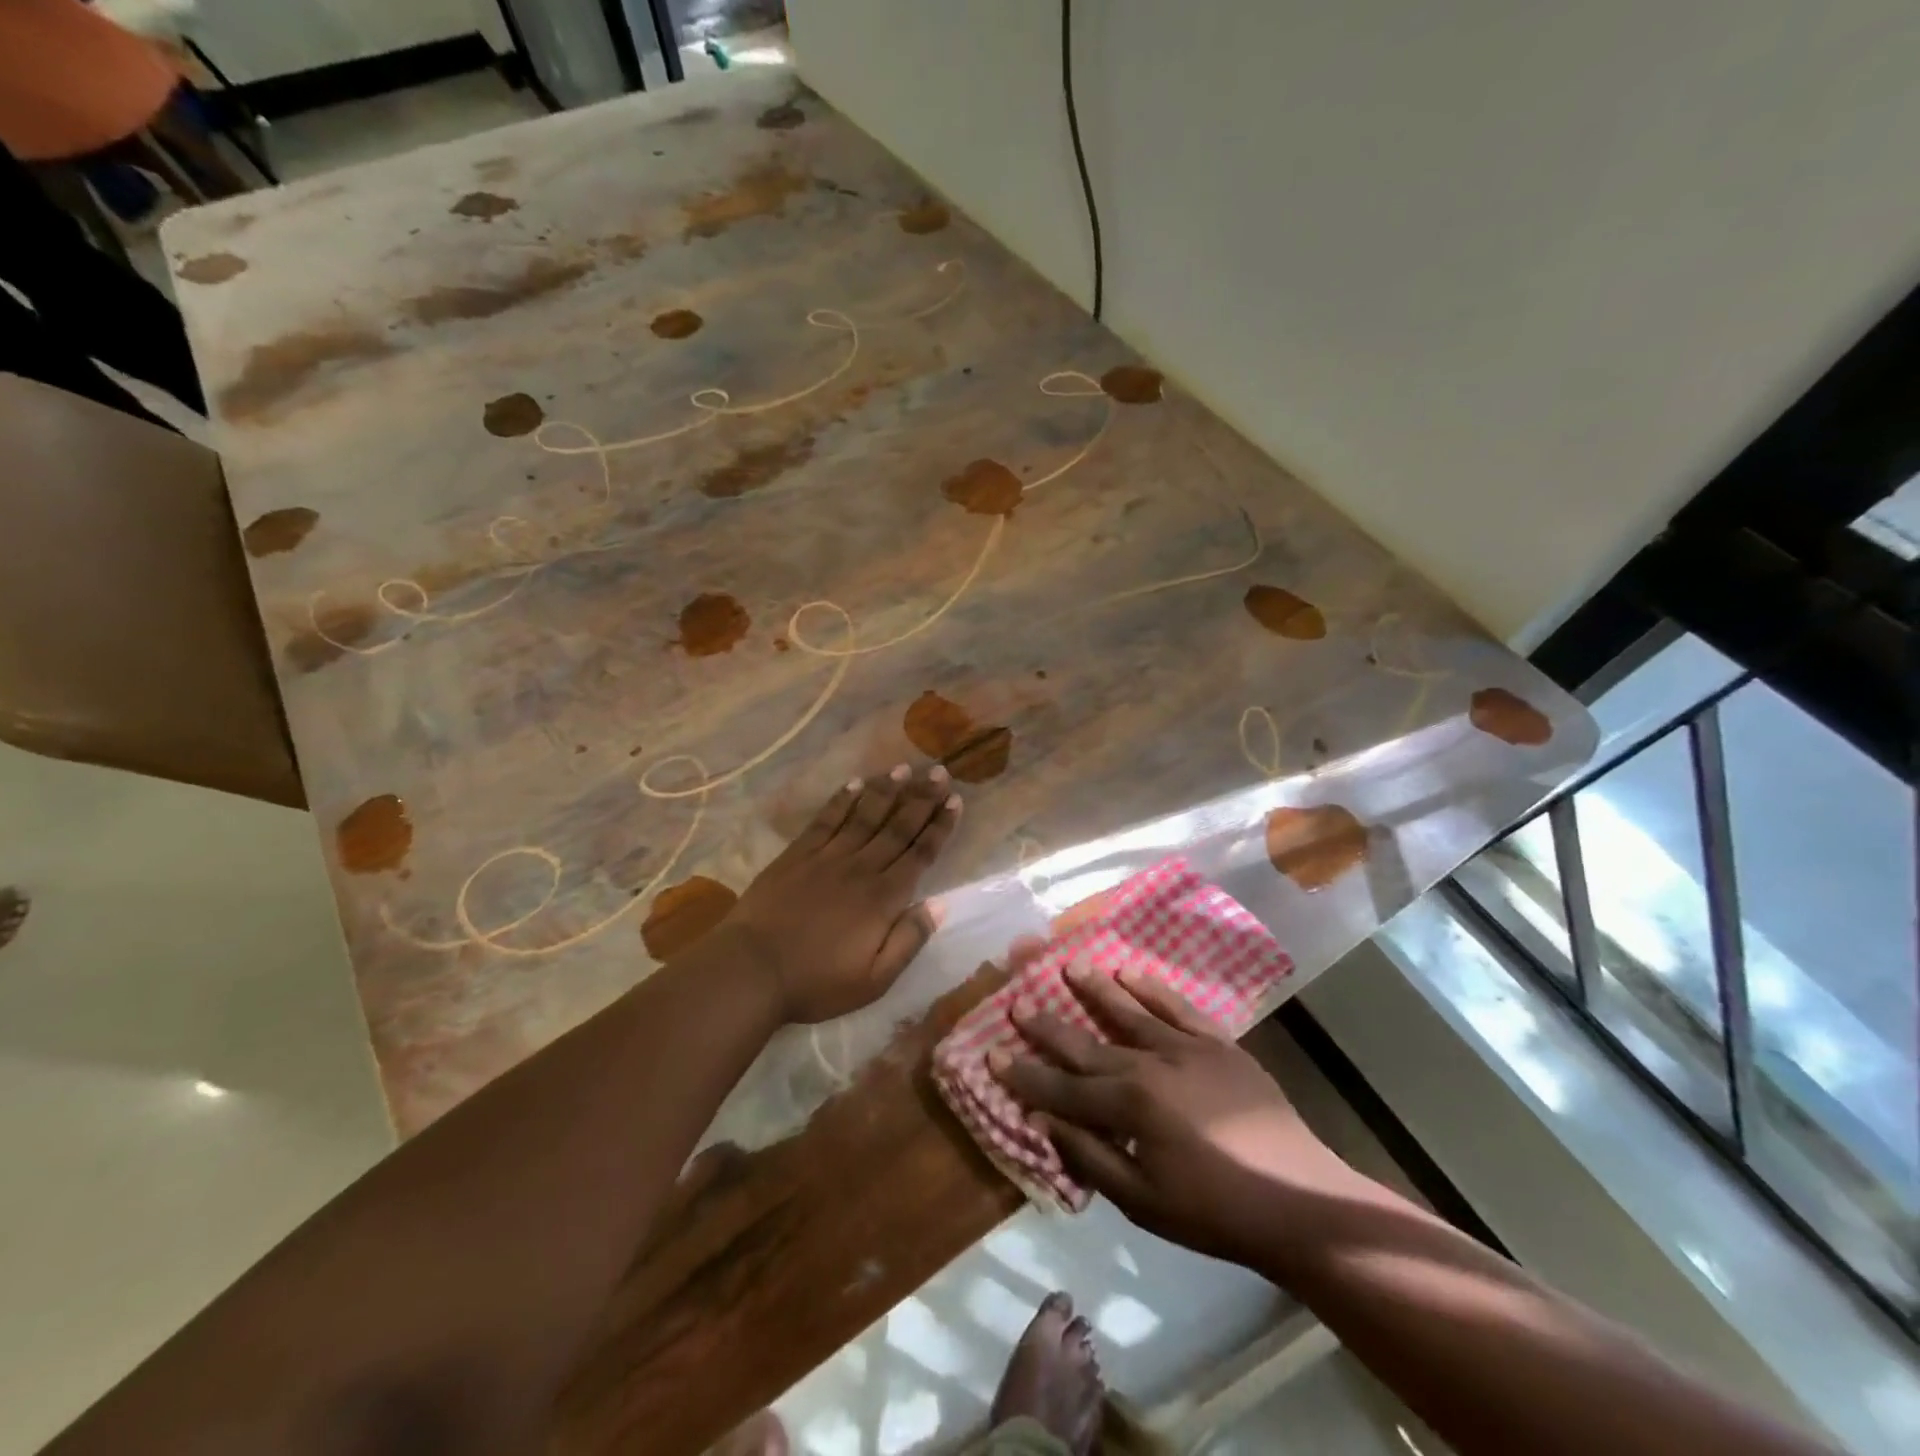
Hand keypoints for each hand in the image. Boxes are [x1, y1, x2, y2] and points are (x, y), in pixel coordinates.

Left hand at [720, 764, 960, 1023]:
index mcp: (883, 898)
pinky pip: (826, 819)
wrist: (752, 970)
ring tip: (905, 767)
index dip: (940, 826)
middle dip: (922, 799)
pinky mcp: (798, 854)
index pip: (920, 854)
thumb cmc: (817, 982)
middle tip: (940, 772)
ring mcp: (827, 857)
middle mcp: (861, 868)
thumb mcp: (874, 980)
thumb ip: (909, 940)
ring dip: (887, 790)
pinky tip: (856, 783)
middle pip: (898, 827)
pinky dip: (842, 800)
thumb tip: (940, 904)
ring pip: (865, 815)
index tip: (955, 801)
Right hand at [994, 962, 1357, 1268]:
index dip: (1025, 1074)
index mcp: (1129, 1106)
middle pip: (1087, 1043)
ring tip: (1068, 965)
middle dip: (1048, 1026)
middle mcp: (1150, 1064)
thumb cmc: (1213, 1212)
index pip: (1063, 1088)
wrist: (1296, 1199)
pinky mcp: (1217, 1043)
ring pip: (1129, 1011)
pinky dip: (1152, 988)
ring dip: (1095, 989)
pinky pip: (1177, 1006)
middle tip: (1017, 1002)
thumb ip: (1090, 1157)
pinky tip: (1130, 972)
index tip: (992, 1053)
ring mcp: (1185, 1047)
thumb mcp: (1142, 1202)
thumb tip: (1045, 1121)